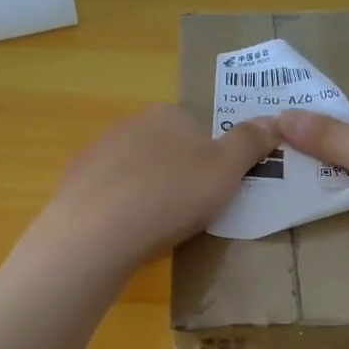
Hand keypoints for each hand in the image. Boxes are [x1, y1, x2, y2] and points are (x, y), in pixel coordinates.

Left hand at [34, 104, 280, 275]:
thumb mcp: (226, 169)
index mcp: (167, 114)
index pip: (196, 128)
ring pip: (134, 171)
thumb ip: (250, 142)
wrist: (97, 231)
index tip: (213, 189)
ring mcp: (96, 153)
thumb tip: (274, 119)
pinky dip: (118, 209)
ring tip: (156, 226)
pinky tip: (124, 233)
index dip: (210, 158)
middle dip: (177, 174)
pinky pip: (107, 194)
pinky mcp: (74, 184)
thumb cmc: (172, 194)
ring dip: (146, 191)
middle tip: (188, 210)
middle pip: (164, 148)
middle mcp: (128, 124)